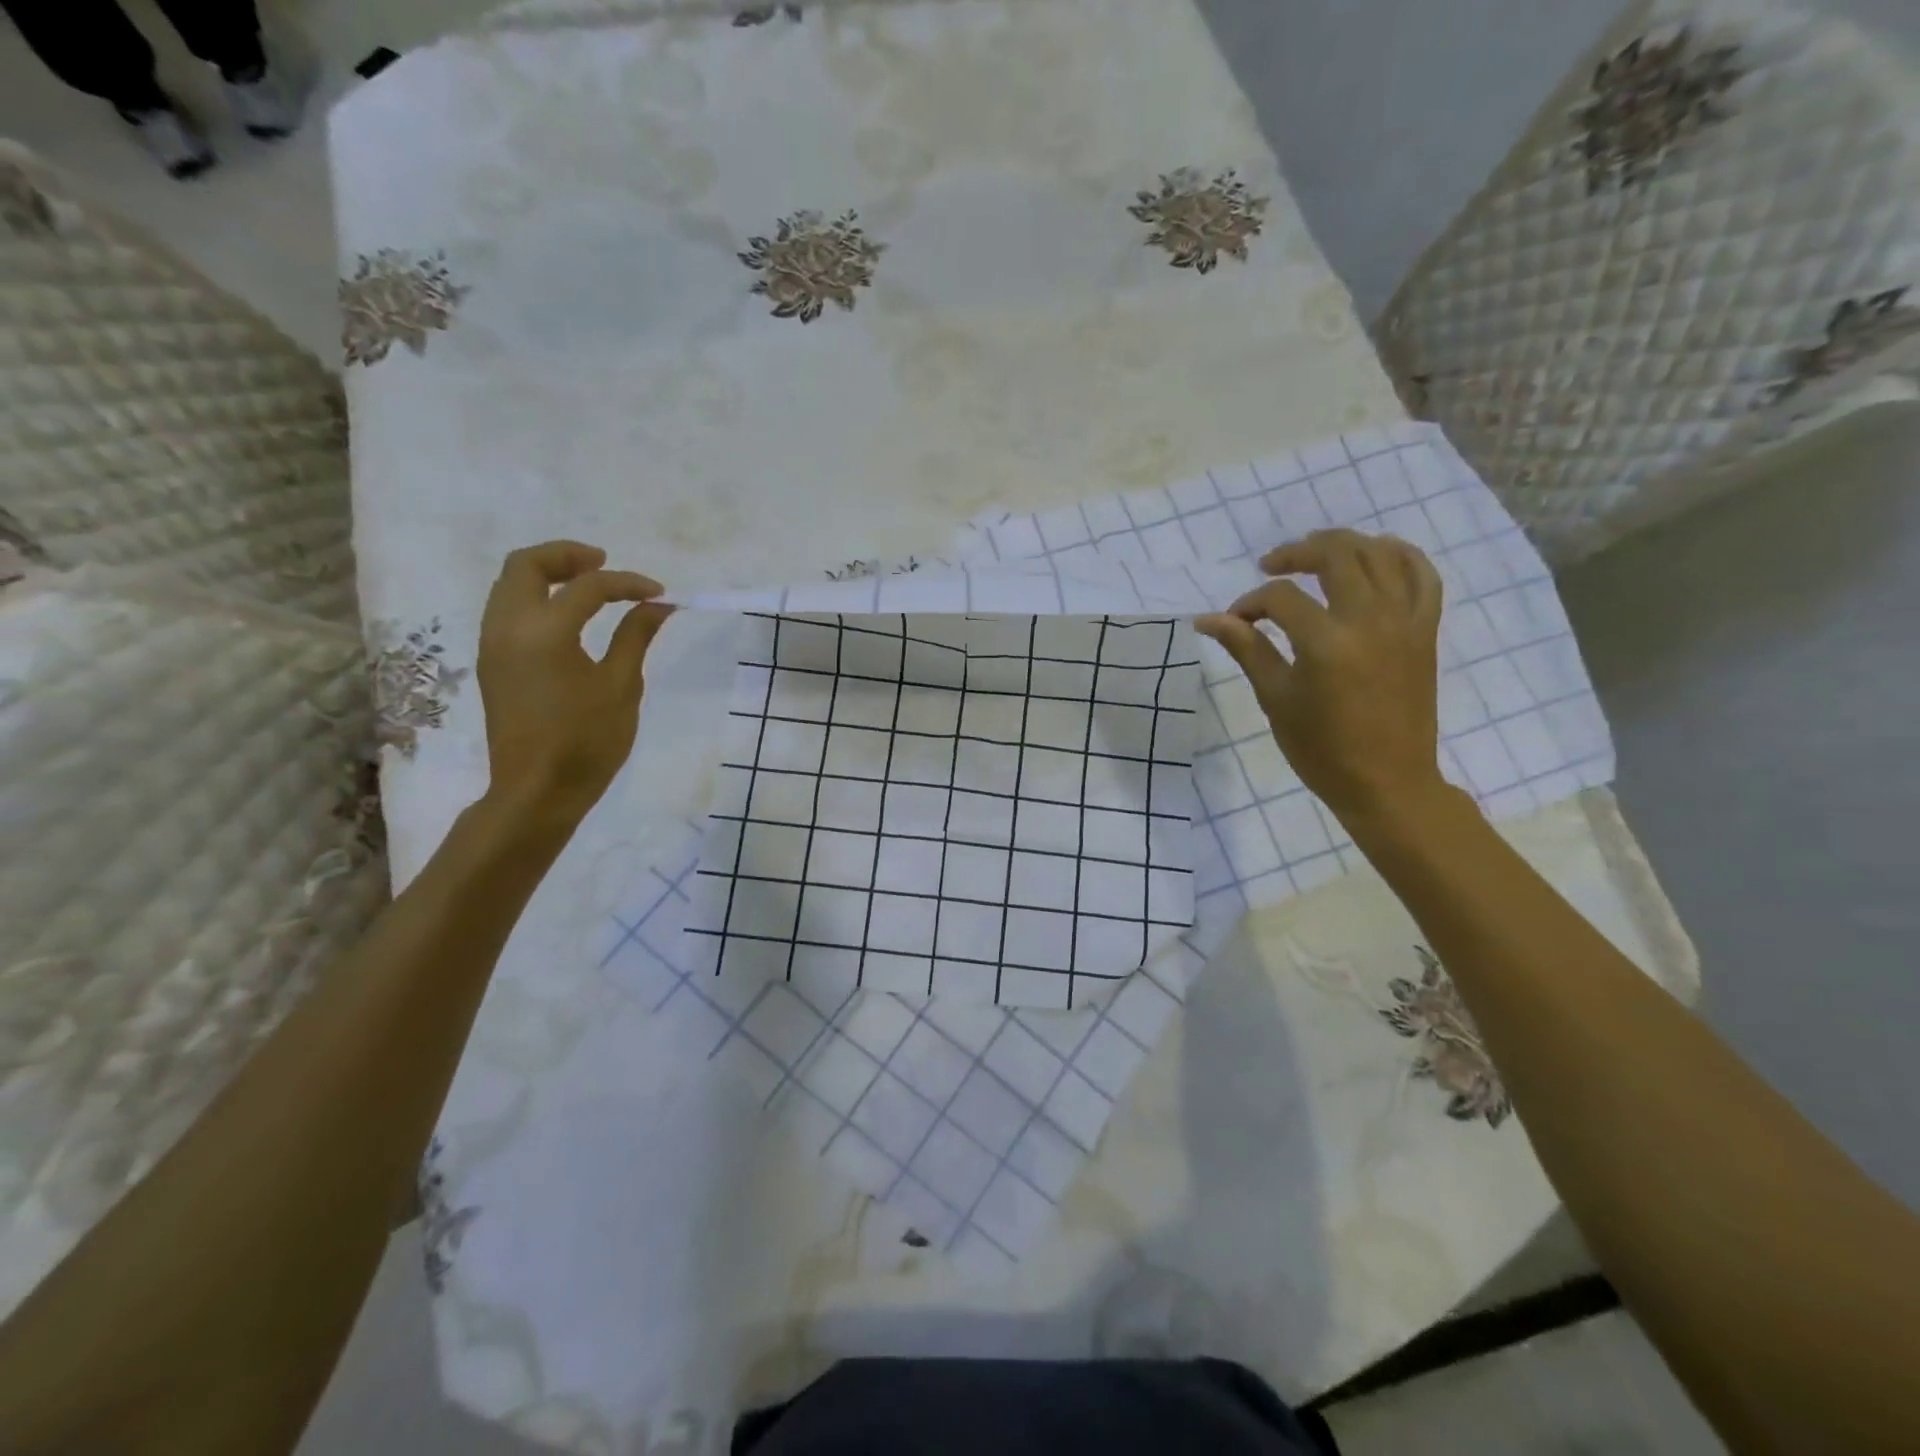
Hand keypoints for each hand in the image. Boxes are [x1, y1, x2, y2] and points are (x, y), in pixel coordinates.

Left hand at [476, 541, 671, 825]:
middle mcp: (508, 627)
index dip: (627, 583)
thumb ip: (635, 636)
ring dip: (548, 574)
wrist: (537, 790)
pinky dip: (536, 597)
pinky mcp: (493, 661)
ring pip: (510, 584)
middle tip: (606, 564)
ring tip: (589, 586)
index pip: (588, 587)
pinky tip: (568, 616)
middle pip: (526, 565)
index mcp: (544, 632)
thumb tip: (657, 605)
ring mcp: (493, 643)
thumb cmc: (587, 741)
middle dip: (568, 556)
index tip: (659, 594)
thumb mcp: (621, 686)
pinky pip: (507, 608)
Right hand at [1197, 528, 1447, 828]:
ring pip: (1381, 555)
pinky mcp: (1425, 630)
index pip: (1280, 598)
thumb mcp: (1275, 699)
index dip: (1250, 603)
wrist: (1387, 782)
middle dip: (1296, 554)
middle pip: (1335, 556)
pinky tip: (1376, 555)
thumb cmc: (1322, 749)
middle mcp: (1370, 620)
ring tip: (1317, 555)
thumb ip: (1247, 649)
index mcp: (1327, 642)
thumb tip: (1207, 619)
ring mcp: (1405, 621)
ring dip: (1344, 545)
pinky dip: (1400, 556)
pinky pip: (1423, 576)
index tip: (1235, 622)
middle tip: (1271, 566)